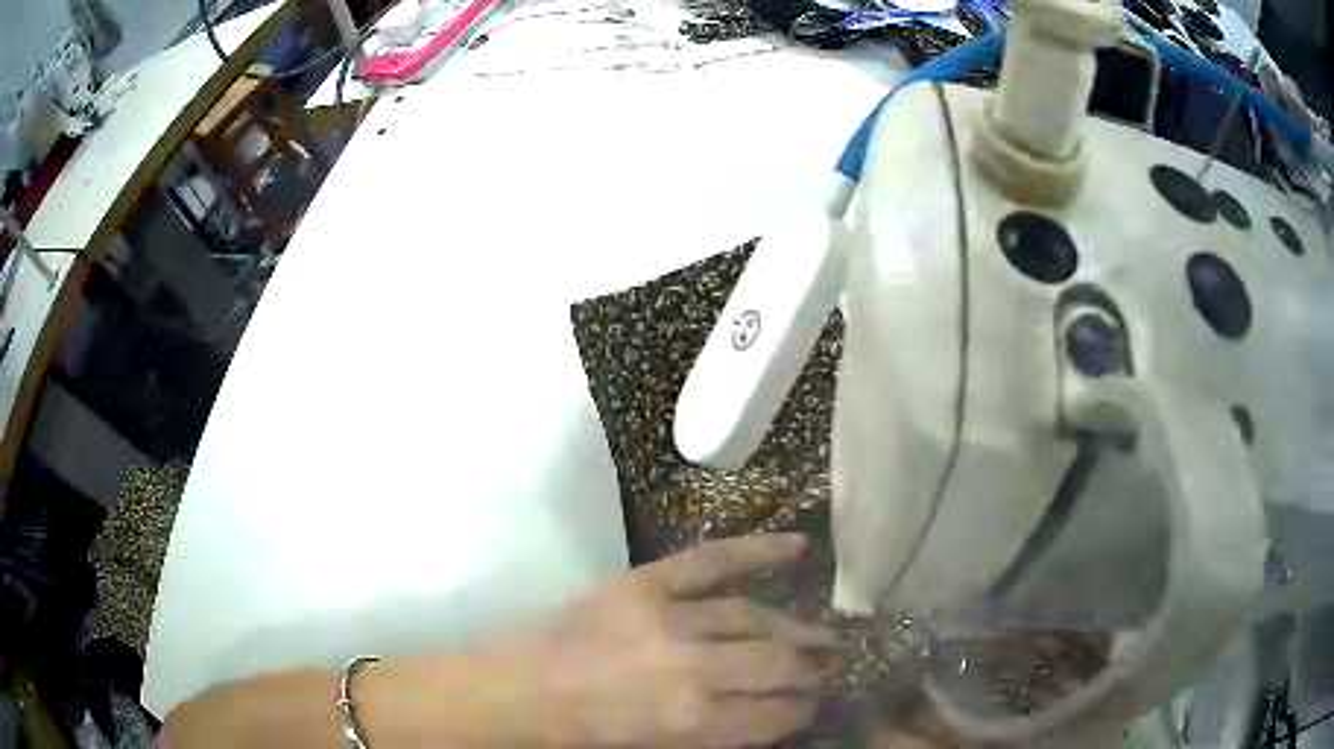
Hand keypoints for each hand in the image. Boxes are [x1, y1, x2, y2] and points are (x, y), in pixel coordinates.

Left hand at [496, 533, 838, 746]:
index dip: (804, 711)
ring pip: (754, 618)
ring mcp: (666, 618)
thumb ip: (721, 736)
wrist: (516, 691)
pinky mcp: (644, 583)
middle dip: (814, 669)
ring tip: (828, 634)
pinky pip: (711, 559)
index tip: (820, 705)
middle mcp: (689, 669)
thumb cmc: (585, 737)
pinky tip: (800, 546)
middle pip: (776, 664)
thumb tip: (776, 717)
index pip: (775, 715)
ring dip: (798, 628)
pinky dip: (758, 550)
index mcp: (689, 722)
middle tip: (837, 667)